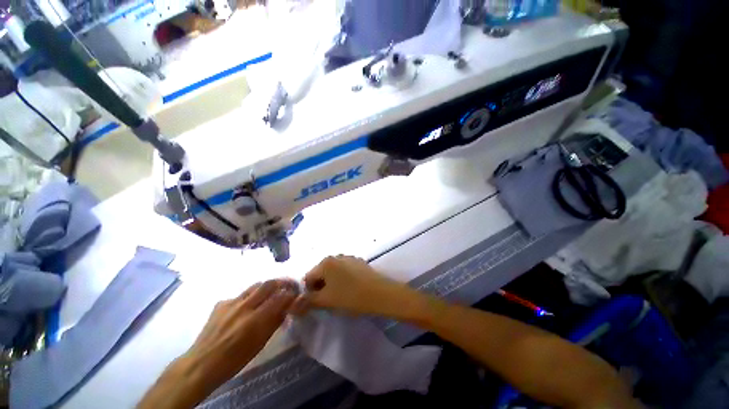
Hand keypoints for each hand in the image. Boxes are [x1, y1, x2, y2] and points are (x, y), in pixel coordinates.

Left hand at [187, 280, 296, 381]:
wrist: (201, 364)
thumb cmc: (234, 360)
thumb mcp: (260, 344)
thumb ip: (274, 322)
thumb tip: (286, 308)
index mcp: (255, 319)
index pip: (280, 297)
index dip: (291, 293)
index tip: (296, 293)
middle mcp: (244, 306)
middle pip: (268, 284)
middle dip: (281, 282)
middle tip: (288, 286)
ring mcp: (231, 303)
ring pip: (255, 285)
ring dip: (266, 287)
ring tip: (271, 292)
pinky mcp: (221, 303)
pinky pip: (241, 294)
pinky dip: (249, 296)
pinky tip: (247, 306)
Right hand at [290, 255, 413, 316]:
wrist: (380, 293)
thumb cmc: (350, 297)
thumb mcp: (326, 301)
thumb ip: (308, 300)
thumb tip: (294, 303)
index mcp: (325, 262)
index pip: (308, 277)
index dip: (310, 292)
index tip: (318, 303)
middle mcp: (336, 256)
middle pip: (321, 273)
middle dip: (321, 287)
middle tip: (330, 300)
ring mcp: (349, 257)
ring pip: (333, 272)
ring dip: (332, 283)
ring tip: (341, 295)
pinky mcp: (359, 262)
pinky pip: (345, 270)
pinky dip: (343, 279)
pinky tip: (351, 288)